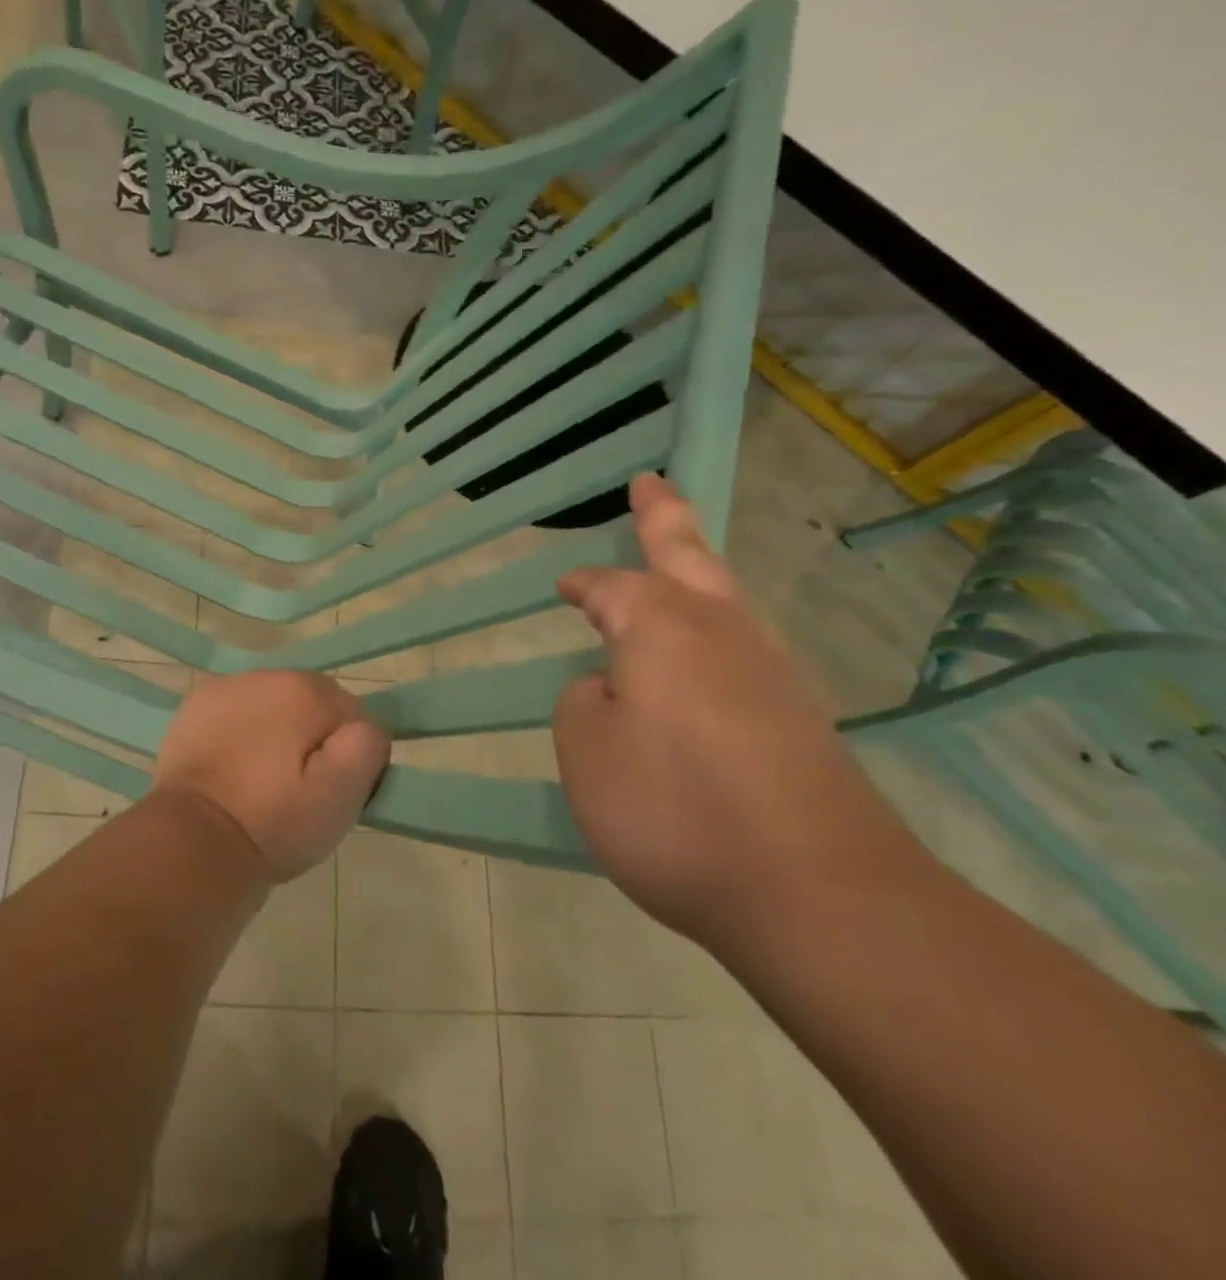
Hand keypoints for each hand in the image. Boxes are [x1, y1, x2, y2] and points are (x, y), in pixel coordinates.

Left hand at [151, 670, 390, 881]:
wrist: (191, 843)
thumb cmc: (272, 823)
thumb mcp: (341, 795)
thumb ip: (366, 746)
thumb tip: (360, 728)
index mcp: (304, 690)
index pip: (349, 713)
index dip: (347, 754)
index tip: (329, 790)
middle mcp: (264, 675)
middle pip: (308, 705)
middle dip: (310, 740)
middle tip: (296, 791)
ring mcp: (223, 689)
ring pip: (271, 707)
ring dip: (274, 734)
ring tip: (261, 783)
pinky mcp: (193, 708)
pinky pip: (235, 714)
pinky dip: (239, 734)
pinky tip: (232, 769)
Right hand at [551, 474, 915, 952]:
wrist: (821, 898)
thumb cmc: (677, 811)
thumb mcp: (587, 752)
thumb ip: (585, 704)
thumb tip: (614, 687)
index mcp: (662, 629)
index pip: (612, 589)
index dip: (584, 585)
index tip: (563, 587)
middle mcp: (721, 635)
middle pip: (689, 557)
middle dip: (665, 518)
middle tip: (651, 485)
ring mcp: (771, 675)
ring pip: (724, 599)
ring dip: (697, 567)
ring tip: (678, 557)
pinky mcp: (800, 721)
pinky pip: (741, 650)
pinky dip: (714, 628)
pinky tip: (705, 656)